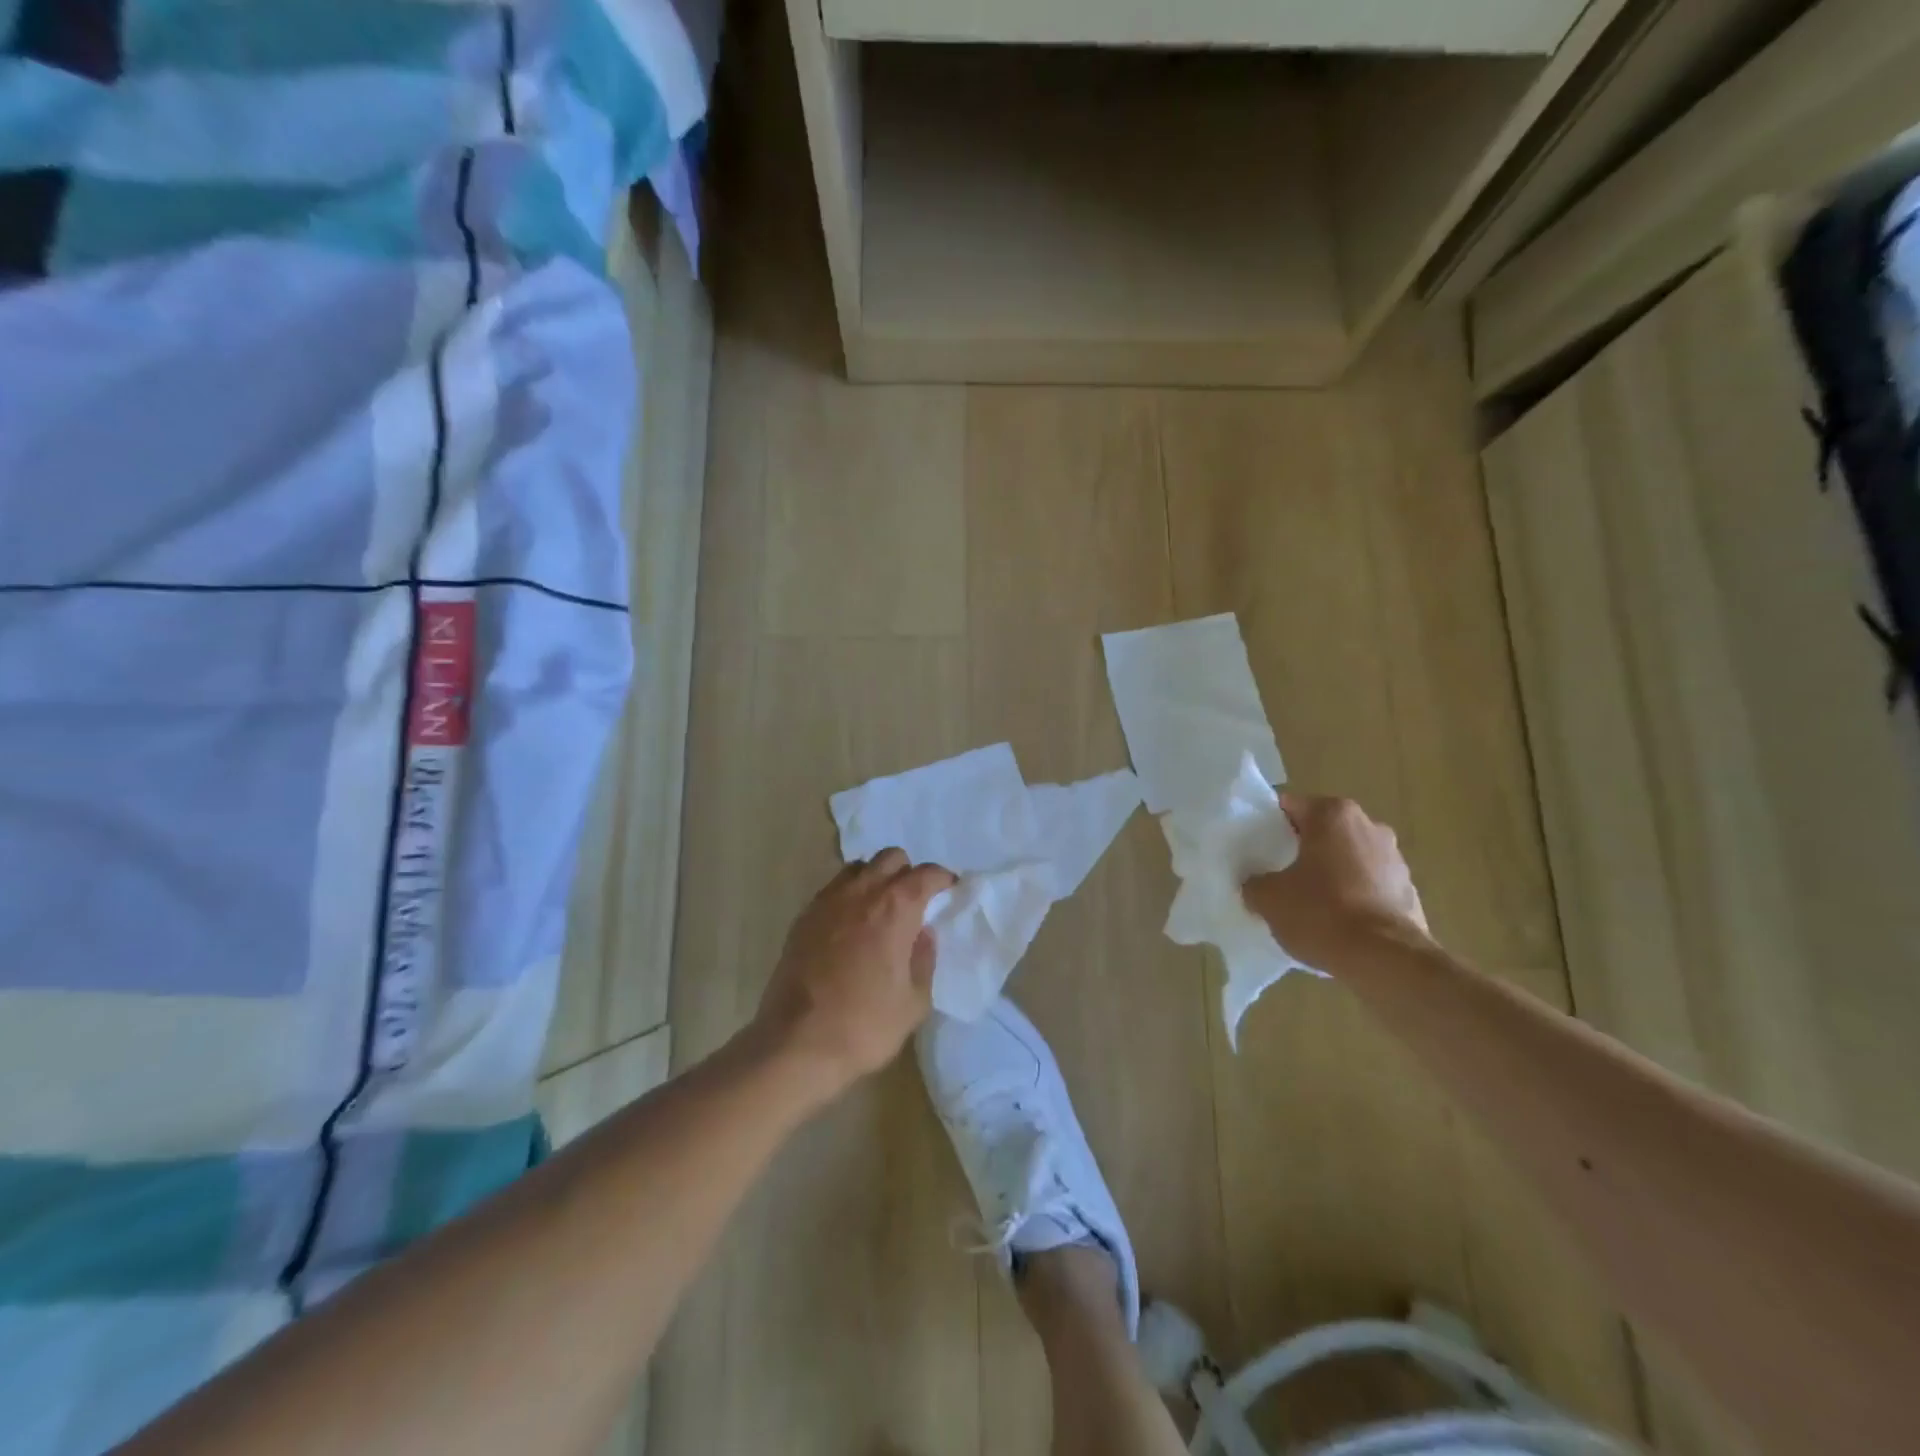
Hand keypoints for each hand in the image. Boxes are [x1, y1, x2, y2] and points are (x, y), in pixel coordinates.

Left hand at [753, 849, 956, 1101]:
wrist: (796, 1044)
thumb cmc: (865, 1025)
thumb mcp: (914, 1001)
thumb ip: (925, 959)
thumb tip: (924, 933)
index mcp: (895, 908)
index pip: (926, 874)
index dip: (943, 879)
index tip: (950, 891)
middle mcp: (861, 893)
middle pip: (891, 858)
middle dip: (908, 872)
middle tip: (915, 900)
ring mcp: (828, 901)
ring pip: (859, 867)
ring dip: (876, 877)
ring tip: (881, 907)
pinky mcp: (804, 917)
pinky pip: (833, 889)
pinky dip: (849, 894)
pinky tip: (851, 924)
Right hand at [1242, 793, 1429, 972]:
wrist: (1385, 960)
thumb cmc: (1321, 913)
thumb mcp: (1268, 898)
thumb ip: (1254, 882)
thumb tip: (1255, 883)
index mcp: (1333, 815)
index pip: (1289, 807)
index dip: (1267, 826)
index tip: (1256, 849)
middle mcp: (1369, 825)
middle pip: (1322, 830)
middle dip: (1301, 849)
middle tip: (1278, 874)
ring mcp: (1395, 858)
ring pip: (1348, 857)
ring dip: (1330, 872)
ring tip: (1309, 902)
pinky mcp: (1409, 890)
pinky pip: (1369, 884)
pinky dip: (1353, 895)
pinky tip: (1337, 921)